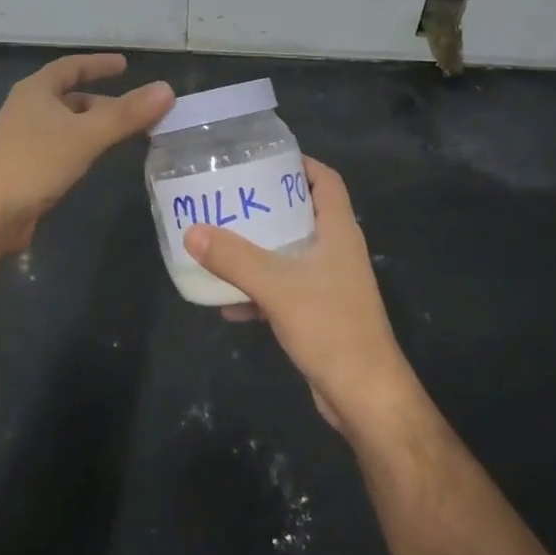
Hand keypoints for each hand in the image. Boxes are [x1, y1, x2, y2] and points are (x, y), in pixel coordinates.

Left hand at [0, 54, 173, 252]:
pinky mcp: (24, 169)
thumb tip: (167, 89)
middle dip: (103, 101)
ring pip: (67, 125)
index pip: (71, 67)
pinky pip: (61, 149)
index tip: (125, 65)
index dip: (98, 64)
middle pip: (70, 98)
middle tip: (137, 110)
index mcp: (36, 91)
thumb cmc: (33, 163)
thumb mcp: (85, 135)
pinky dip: (83, 148)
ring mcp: (23, 141)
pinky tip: (97, 162)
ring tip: (125, 135)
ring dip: (94, 126)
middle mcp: (27, 110)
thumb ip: (126, 114)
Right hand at [183, 157, 418, 436]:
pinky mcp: (318, 312)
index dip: (299, 163)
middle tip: (228, 197)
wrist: (364, 395)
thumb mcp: (276, 286)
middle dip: (266, 205)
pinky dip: (258, 289)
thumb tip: (191, 231)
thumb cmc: (330, 326)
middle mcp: (336, 250)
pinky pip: (283, 288)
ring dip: (258, 248)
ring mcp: (329, 282)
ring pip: (289, 252)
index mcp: (338, 230)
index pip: (325, 180)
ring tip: (219, 241)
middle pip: (301, 212)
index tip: (260, 159)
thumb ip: (233, 258)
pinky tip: (227, 303)